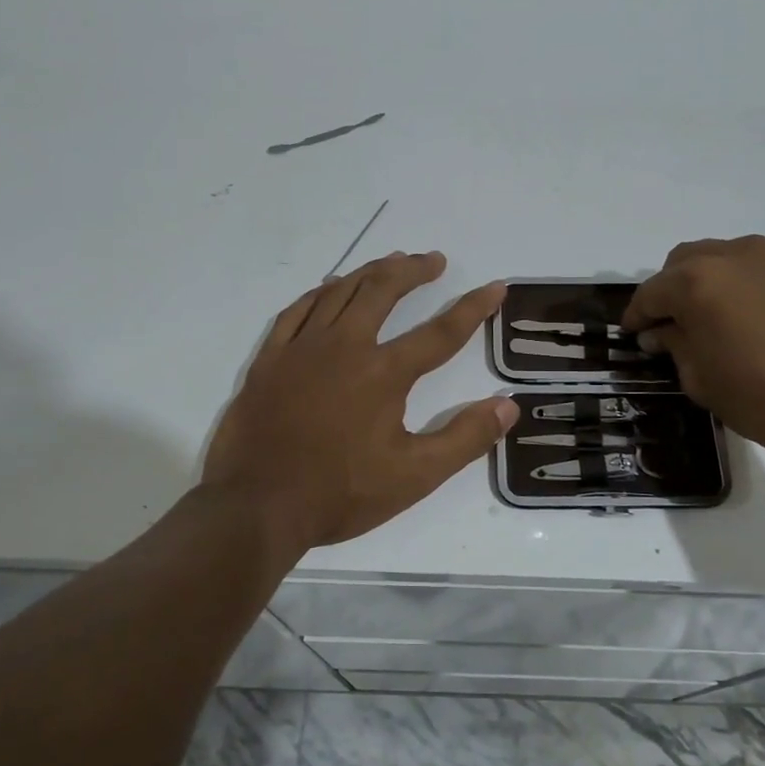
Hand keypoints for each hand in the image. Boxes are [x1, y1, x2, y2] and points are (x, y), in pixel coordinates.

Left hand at [203, 251, 518, 551]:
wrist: (257, 505)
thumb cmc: (340, 493)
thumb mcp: (415, 476)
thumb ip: (465, 438)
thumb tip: (508, 405)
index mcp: (383, 373)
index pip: (440, 332)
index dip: (472, 308)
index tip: (494, 286)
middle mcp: (344, 347)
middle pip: (383, 291)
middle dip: (412, 271)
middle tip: (432, 260)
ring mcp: (301, 348)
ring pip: (340, 292)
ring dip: (370, 272)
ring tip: (390, 262)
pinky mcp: (270, 358)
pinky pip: (298, 310)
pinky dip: (321, 293)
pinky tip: (330, 288)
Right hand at [622, 235, 764, 470]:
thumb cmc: (763, 398)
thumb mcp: (700, 379)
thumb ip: (674, 345)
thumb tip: (660, 332)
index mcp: (696, 281)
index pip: (651, 293)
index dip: (637, 316)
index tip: (632, 335)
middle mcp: (731, 255)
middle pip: (682, 263)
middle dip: (668, 291)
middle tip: (667, 326)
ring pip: (719, 258)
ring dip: (703, 282)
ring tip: (706, 318)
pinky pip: (753, 266)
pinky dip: (737, 283)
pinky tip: (744, 316)